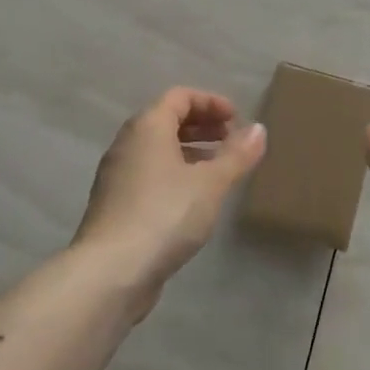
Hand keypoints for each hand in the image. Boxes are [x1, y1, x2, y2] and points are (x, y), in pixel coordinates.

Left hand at [73, 87, 265, 317]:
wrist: (110, 272)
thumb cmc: (164, 214)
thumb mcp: (211, 184)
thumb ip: (236, 155)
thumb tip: (259, 129)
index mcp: (148, 126)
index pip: (180, 96)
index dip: (211, 102)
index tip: (237, 119)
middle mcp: (127, 142)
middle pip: (166, 120)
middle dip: (202, 126)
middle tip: (231, 141)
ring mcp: (117, 174)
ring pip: (157, 150)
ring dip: (189, 151)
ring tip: (218, 170)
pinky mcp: (115, 205)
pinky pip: (149, 174)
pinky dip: (174, 174)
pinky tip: (193, 201)